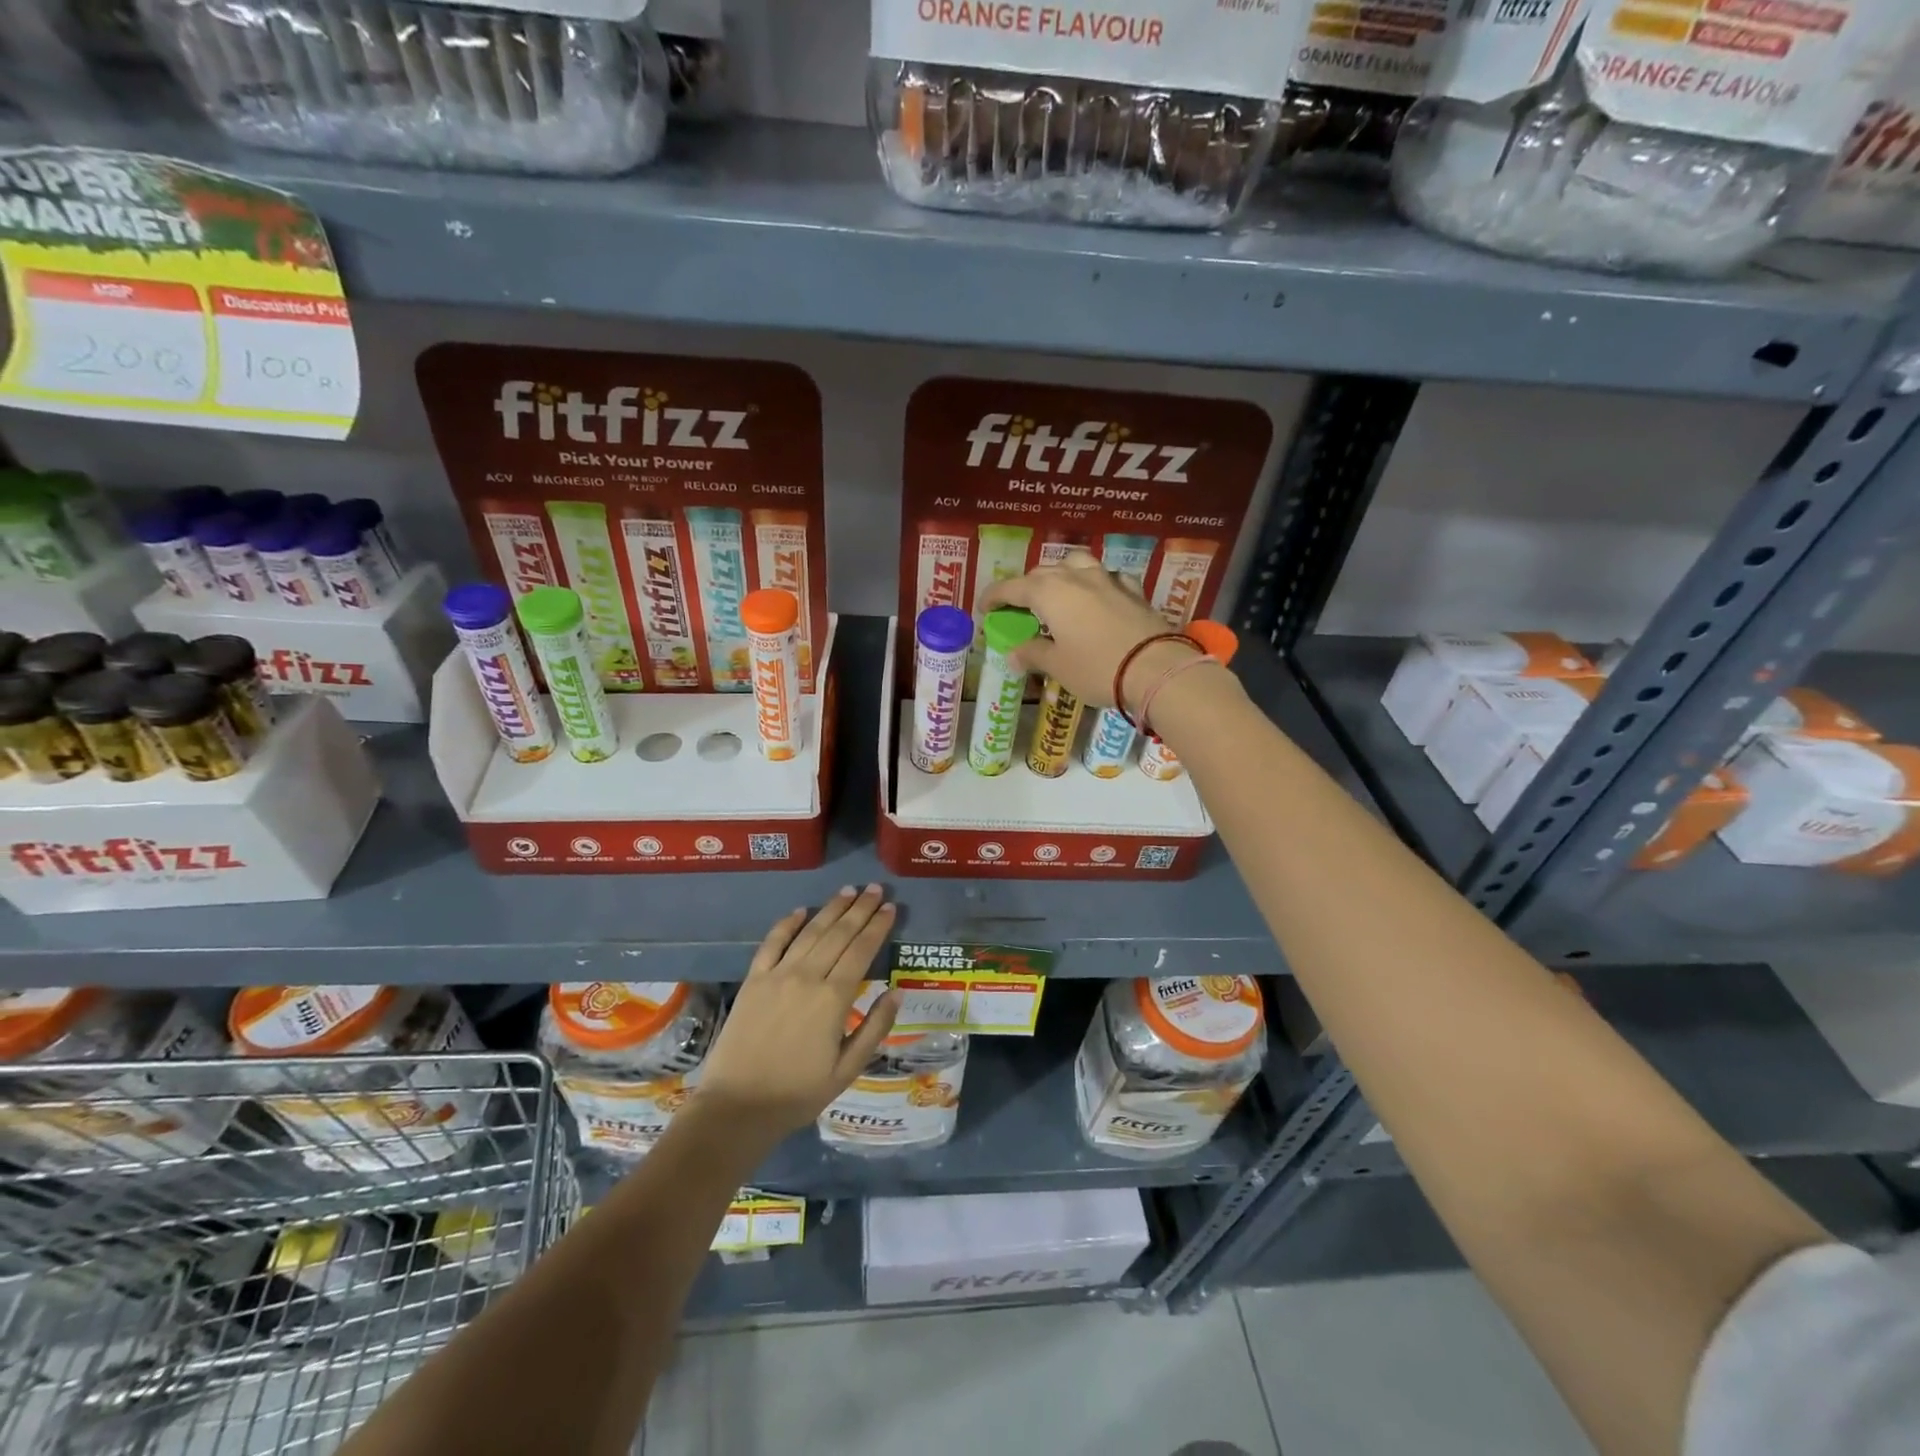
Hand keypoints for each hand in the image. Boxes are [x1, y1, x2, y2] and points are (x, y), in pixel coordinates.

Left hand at [694, 886, 899, 1145]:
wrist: (737, 1107)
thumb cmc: (798, 1094)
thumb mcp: (847, 1070)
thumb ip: (874, 1029)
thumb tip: (896, 993)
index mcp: (833, 999)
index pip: (861, 951)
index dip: (877, 927)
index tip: (890, 908)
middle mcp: (807, 977)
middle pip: (839, 934)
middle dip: (860, 909)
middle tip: (875, 889)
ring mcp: (777, 975)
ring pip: (810, 932)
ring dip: (831, 909)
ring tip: (848, 891)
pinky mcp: (753, 980)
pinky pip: (772, 943)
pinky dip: (787, 923)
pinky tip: (801, 910)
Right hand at [982, 549, 1190, 712]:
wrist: (1156, 669)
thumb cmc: (1097, 668)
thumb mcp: (1058, 666)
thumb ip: (1033, 654)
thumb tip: (1014, 654)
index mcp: (1050, 592)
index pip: (1012, 588)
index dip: (994, 597)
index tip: (984, 609)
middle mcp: (1076, 577)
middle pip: (1042, 573)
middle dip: (1026, 588)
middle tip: (1019, 609)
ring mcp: (1107, 580)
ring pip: (1077, 564)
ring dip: (1061, 575)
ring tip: (1058, 594)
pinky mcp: (1133, 590)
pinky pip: (1108, 577)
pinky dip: (1096, 584)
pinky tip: (1098, 597)